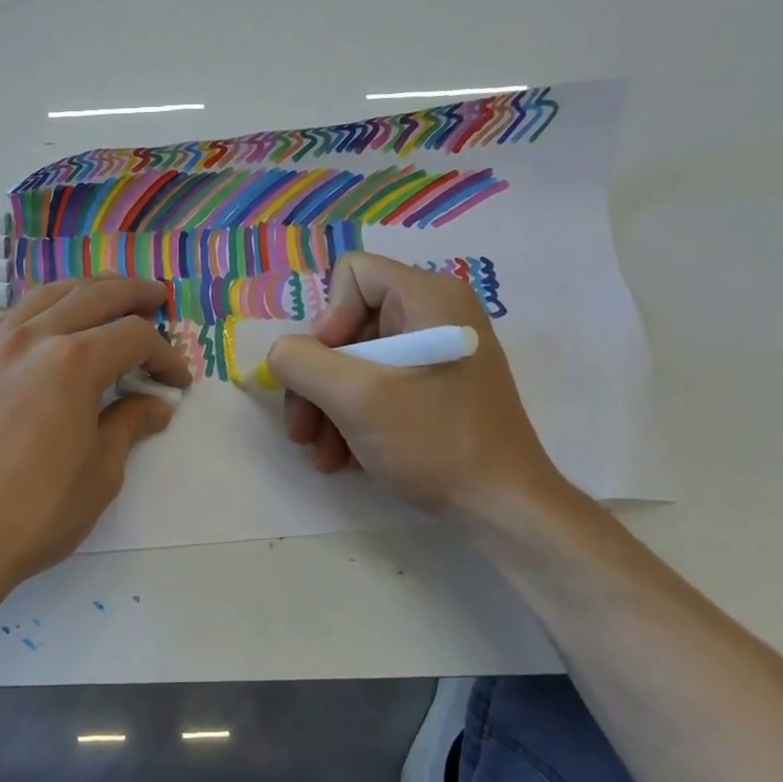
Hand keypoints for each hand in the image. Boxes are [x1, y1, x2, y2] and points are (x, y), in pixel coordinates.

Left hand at [0, 277, 190, 596]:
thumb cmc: (34, 511)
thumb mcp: (99, 473)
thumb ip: (129, 426)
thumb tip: (155, 404)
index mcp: (72, 361)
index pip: (132, 337)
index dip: (164, 354)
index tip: (178, 381)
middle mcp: (31, 338)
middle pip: (91, 295)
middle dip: (131, 294)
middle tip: (157, 297)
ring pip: (45, 296)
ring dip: (84, 290)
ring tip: (107, 295)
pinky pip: (10, 318)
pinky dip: (40, 309)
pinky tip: (48, 325)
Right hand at [267, 253, 561, 519]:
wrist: (502, 506)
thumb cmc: (433, 441)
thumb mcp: (355, 398)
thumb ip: (302, 363)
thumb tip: (281, 355)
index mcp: (428, 298)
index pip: (352, 275)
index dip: (328, 319)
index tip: (327, 371)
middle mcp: (435, 314)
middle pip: (347, 325)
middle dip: (316, 380)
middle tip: (302, 430)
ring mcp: (436, 353)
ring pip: (355, 361)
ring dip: (327, 408)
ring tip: (321, 454)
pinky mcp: (435, 387)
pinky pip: (377, 385)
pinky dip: (352, 418)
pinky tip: (344, 457)